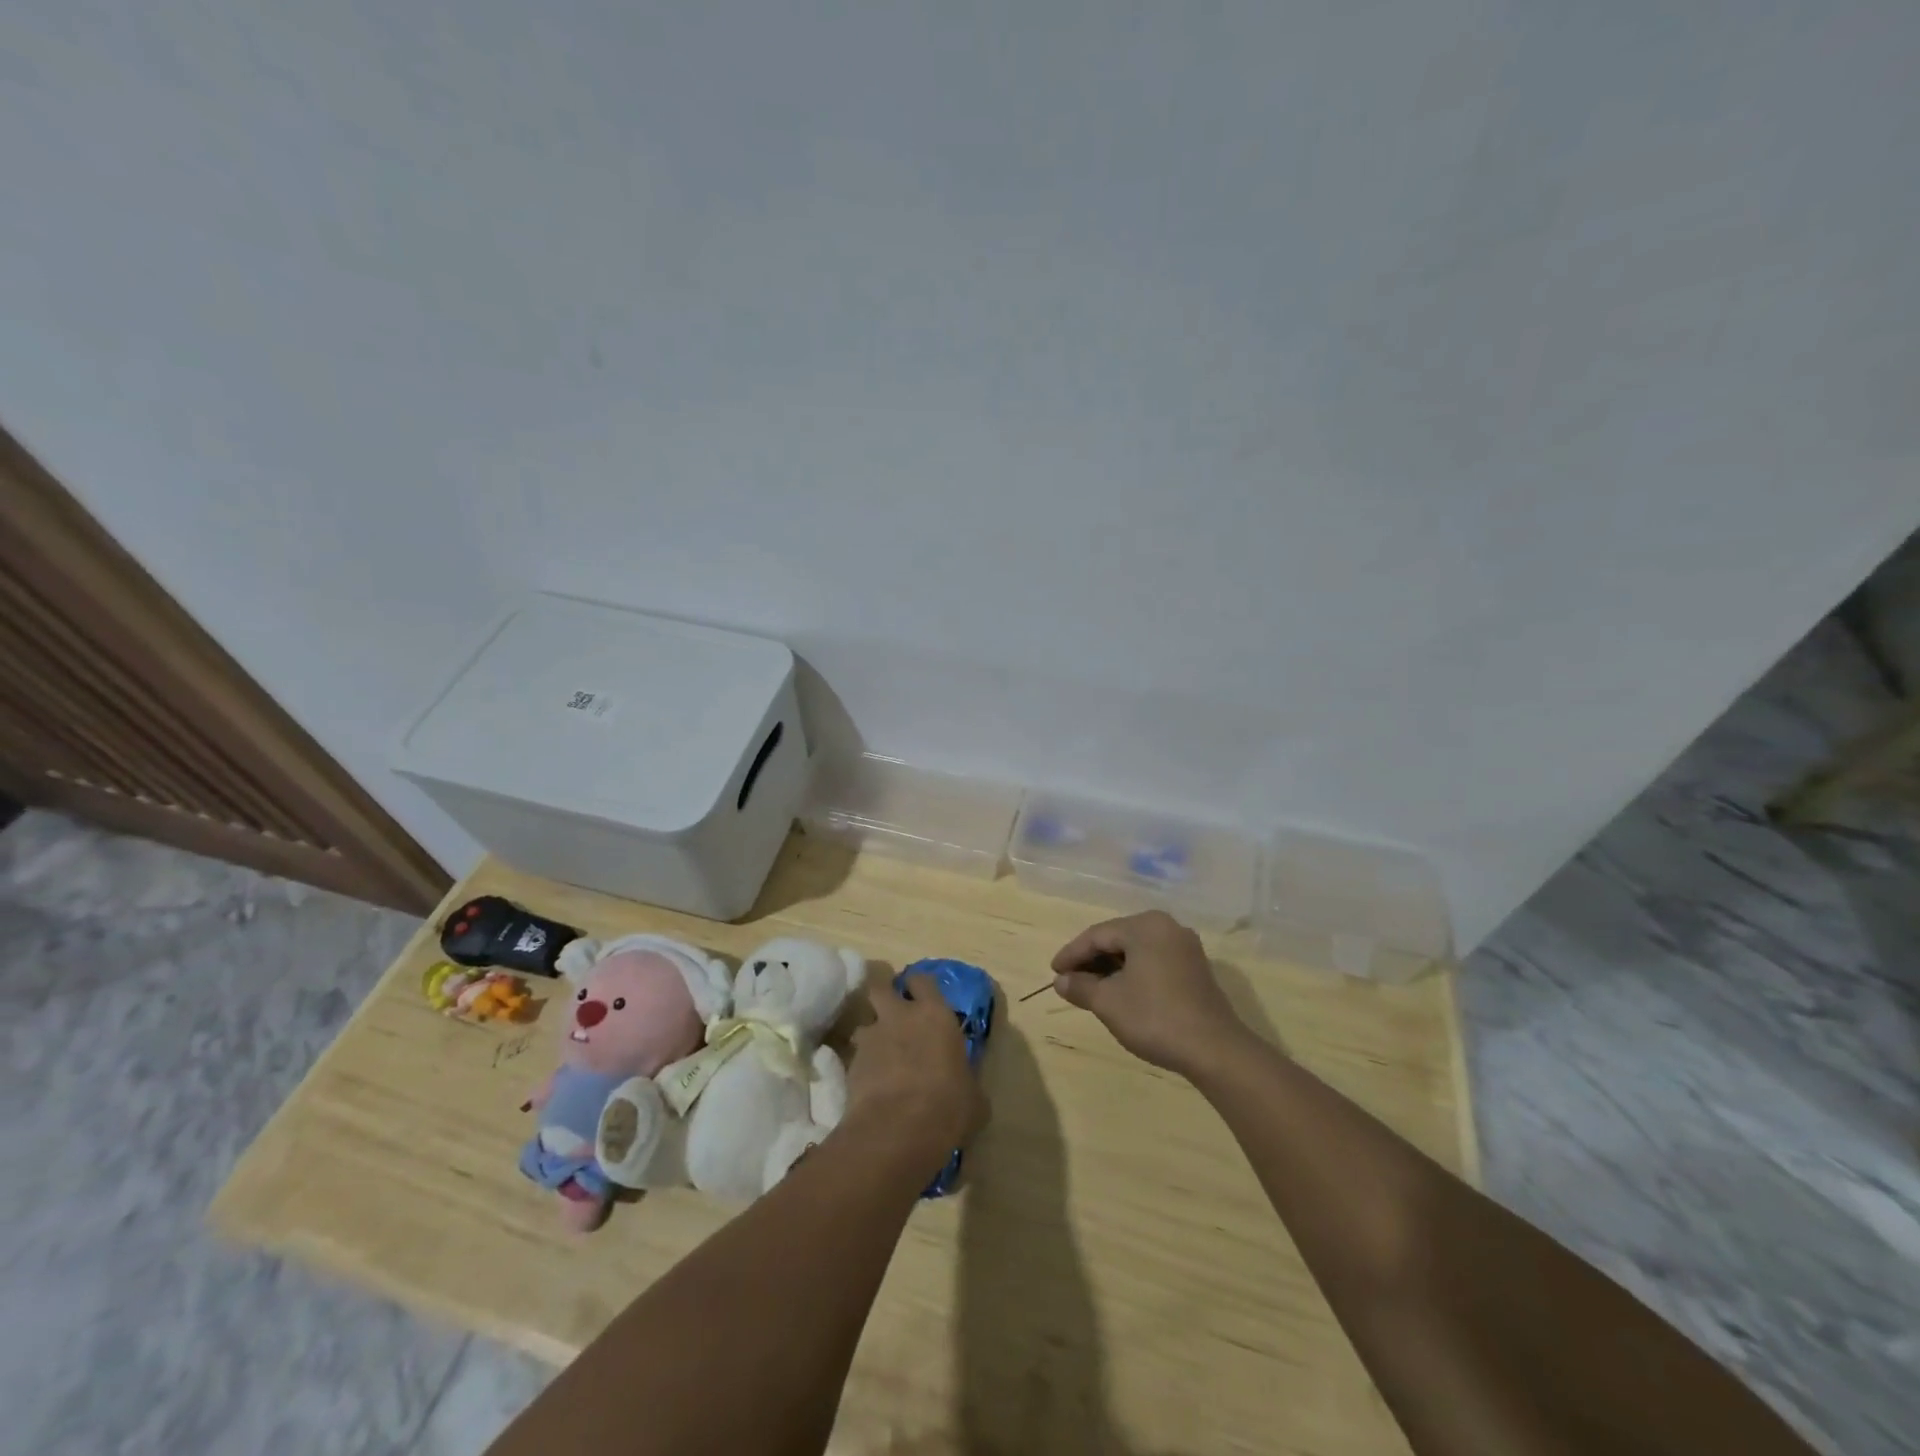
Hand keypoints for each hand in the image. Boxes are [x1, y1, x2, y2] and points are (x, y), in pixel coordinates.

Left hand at [844, 972, 988, 1177]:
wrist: (900, 1129)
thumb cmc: (949, 1106)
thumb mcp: (973, 1096)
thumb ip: (966, 1081)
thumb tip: (966, 1089)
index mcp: (935, 1015)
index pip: (922, 980)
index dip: (918, 986)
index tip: (919, 996)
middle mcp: (900, 1016)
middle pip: (881, 987)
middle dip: (884, 996)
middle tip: (892, 1013)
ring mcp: (872, 1038)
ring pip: (864, 1023)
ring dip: (870, 1035)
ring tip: (878, 1055)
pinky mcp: (851, 1064)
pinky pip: (855, 1057)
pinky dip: (861, 1067)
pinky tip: (870, 1086)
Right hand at [1051, 911, 1247, 1076]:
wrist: (1214, 1050)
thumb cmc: (1155, 1017)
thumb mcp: (1109, 1002)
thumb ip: (1081, 986)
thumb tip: (1061, 981)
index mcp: (1145, 926)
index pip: (1097, 934)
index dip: (1072, 954)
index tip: (1053, 972)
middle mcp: (1167, 927)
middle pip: (1117, 938)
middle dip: (1091, 960)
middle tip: (1069, 980)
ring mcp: (1185, 947)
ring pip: (1136, 951)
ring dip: (1111, 968)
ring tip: (1091, 988)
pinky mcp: (1195, 968)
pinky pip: (1154, 961)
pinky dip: (1133, 973)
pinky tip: (1121, 992)